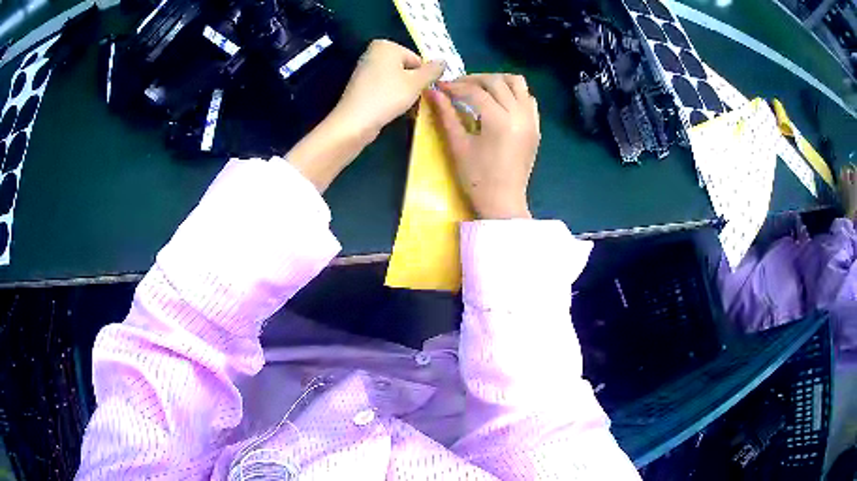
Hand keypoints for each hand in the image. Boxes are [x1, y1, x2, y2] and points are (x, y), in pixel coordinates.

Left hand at [287, 40, 442, 191]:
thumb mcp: (417, 82)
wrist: (355, 121)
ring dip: (403, 92)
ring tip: (402, 105)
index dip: (423, 76)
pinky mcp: (360, 86)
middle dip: (413, 83)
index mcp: (386, 45)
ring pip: (395, 79)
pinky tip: (390, 108)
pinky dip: (390, 96)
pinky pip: (383, 88)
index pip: (417, 59)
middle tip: (412, 99)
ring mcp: (365, 69)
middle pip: (406, 68)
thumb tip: (444, 60)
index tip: (421, 90)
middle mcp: (373, 52)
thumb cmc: (388, 96)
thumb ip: (433, 70)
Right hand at [429, 74, 539, 218]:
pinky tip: (499, 102)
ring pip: (517, 84)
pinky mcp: (535, 127)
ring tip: (480, 89)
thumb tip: (433, 91)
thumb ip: (446, 115)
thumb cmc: (477, 179)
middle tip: (457, 87)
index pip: (475, 92)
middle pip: (497, 82)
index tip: (440, 87)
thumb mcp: (458, 146)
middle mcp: (519, 114)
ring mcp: (531, 120)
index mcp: (499, 120)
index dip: (455, 87)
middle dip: (474, 80)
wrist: (503, 203)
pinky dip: (514, 93)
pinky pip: (528, 98)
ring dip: (497, 81)